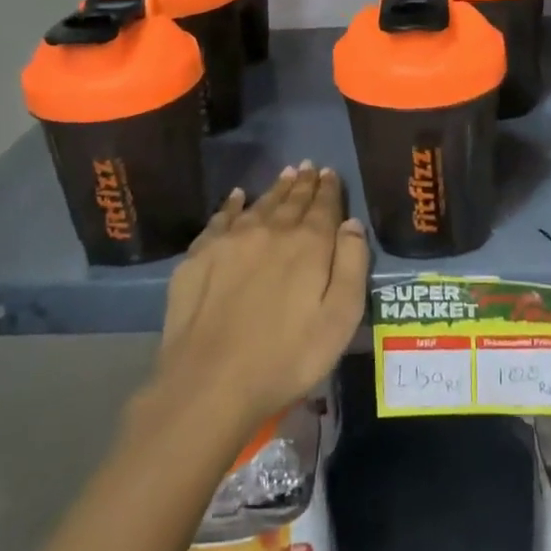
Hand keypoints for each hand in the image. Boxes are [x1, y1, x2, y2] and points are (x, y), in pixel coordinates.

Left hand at [152, 163, 368, 438]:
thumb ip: (351, 265)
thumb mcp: (340, 319)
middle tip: (309, 166)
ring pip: (259, 204)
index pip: (323, 206)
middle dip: (303, 183)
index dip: (328, 189)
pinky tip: (237, 197)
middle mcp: (270, 231)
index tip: (329, 173)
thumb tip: (352, 224)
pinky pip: (221, 218)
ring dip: (275, 189)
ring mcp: (230, 240)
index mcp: (308, 244)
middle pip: (291, 200)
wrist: (210, 383)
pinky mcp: (199, 256)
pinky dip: (232, 204)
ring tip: (285, 174)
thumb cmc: (287, 358)